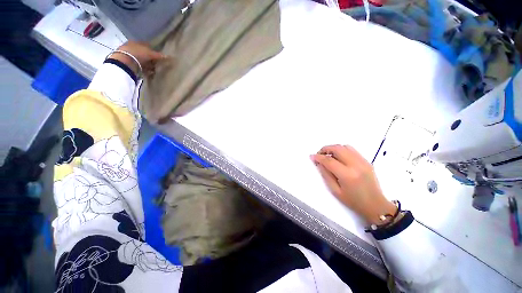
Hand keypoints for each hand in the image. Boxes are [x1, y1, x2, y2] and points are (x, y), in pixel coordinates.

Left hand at [109, 41, 166, 76]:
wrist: (124, 62)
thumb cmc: (138, 53)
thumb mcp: (150, 54)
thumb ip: (159, 55)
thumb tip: (169, 57)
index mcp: (136, 42)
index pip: (147, 45)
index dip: (153, 50)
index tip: (159, 56)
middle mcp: (132, 47)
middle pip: (144, 53)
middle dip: (151, 59)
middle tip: (157, 64)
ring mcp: (129, 56)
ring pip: (142, 60)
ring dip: (148, 65)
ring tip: (154, 70)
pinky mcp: (128, 64)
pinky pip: (139, 66)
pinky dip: (144, 69)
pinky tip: (149, 73)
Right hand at [310, 145, 395, 224]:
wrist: (376, 205)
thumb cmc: (353, 201)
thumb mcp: (335, 191)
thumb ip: (325, 175)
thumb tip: (319, 163)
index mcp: (347, 175)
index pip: (329, 161)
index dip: (318, 157)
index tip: (312, 157)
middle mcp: (356, 165)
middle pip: (338, 149)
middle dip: (325, 149)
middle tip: (319, 154)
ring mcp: (363, 162)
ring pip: (345, 147)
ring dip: (334, 148)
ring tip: (329, 155)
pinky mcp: (367, 161)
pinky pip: (352, 150)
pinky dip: (342, 150)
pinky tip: (339, 158)